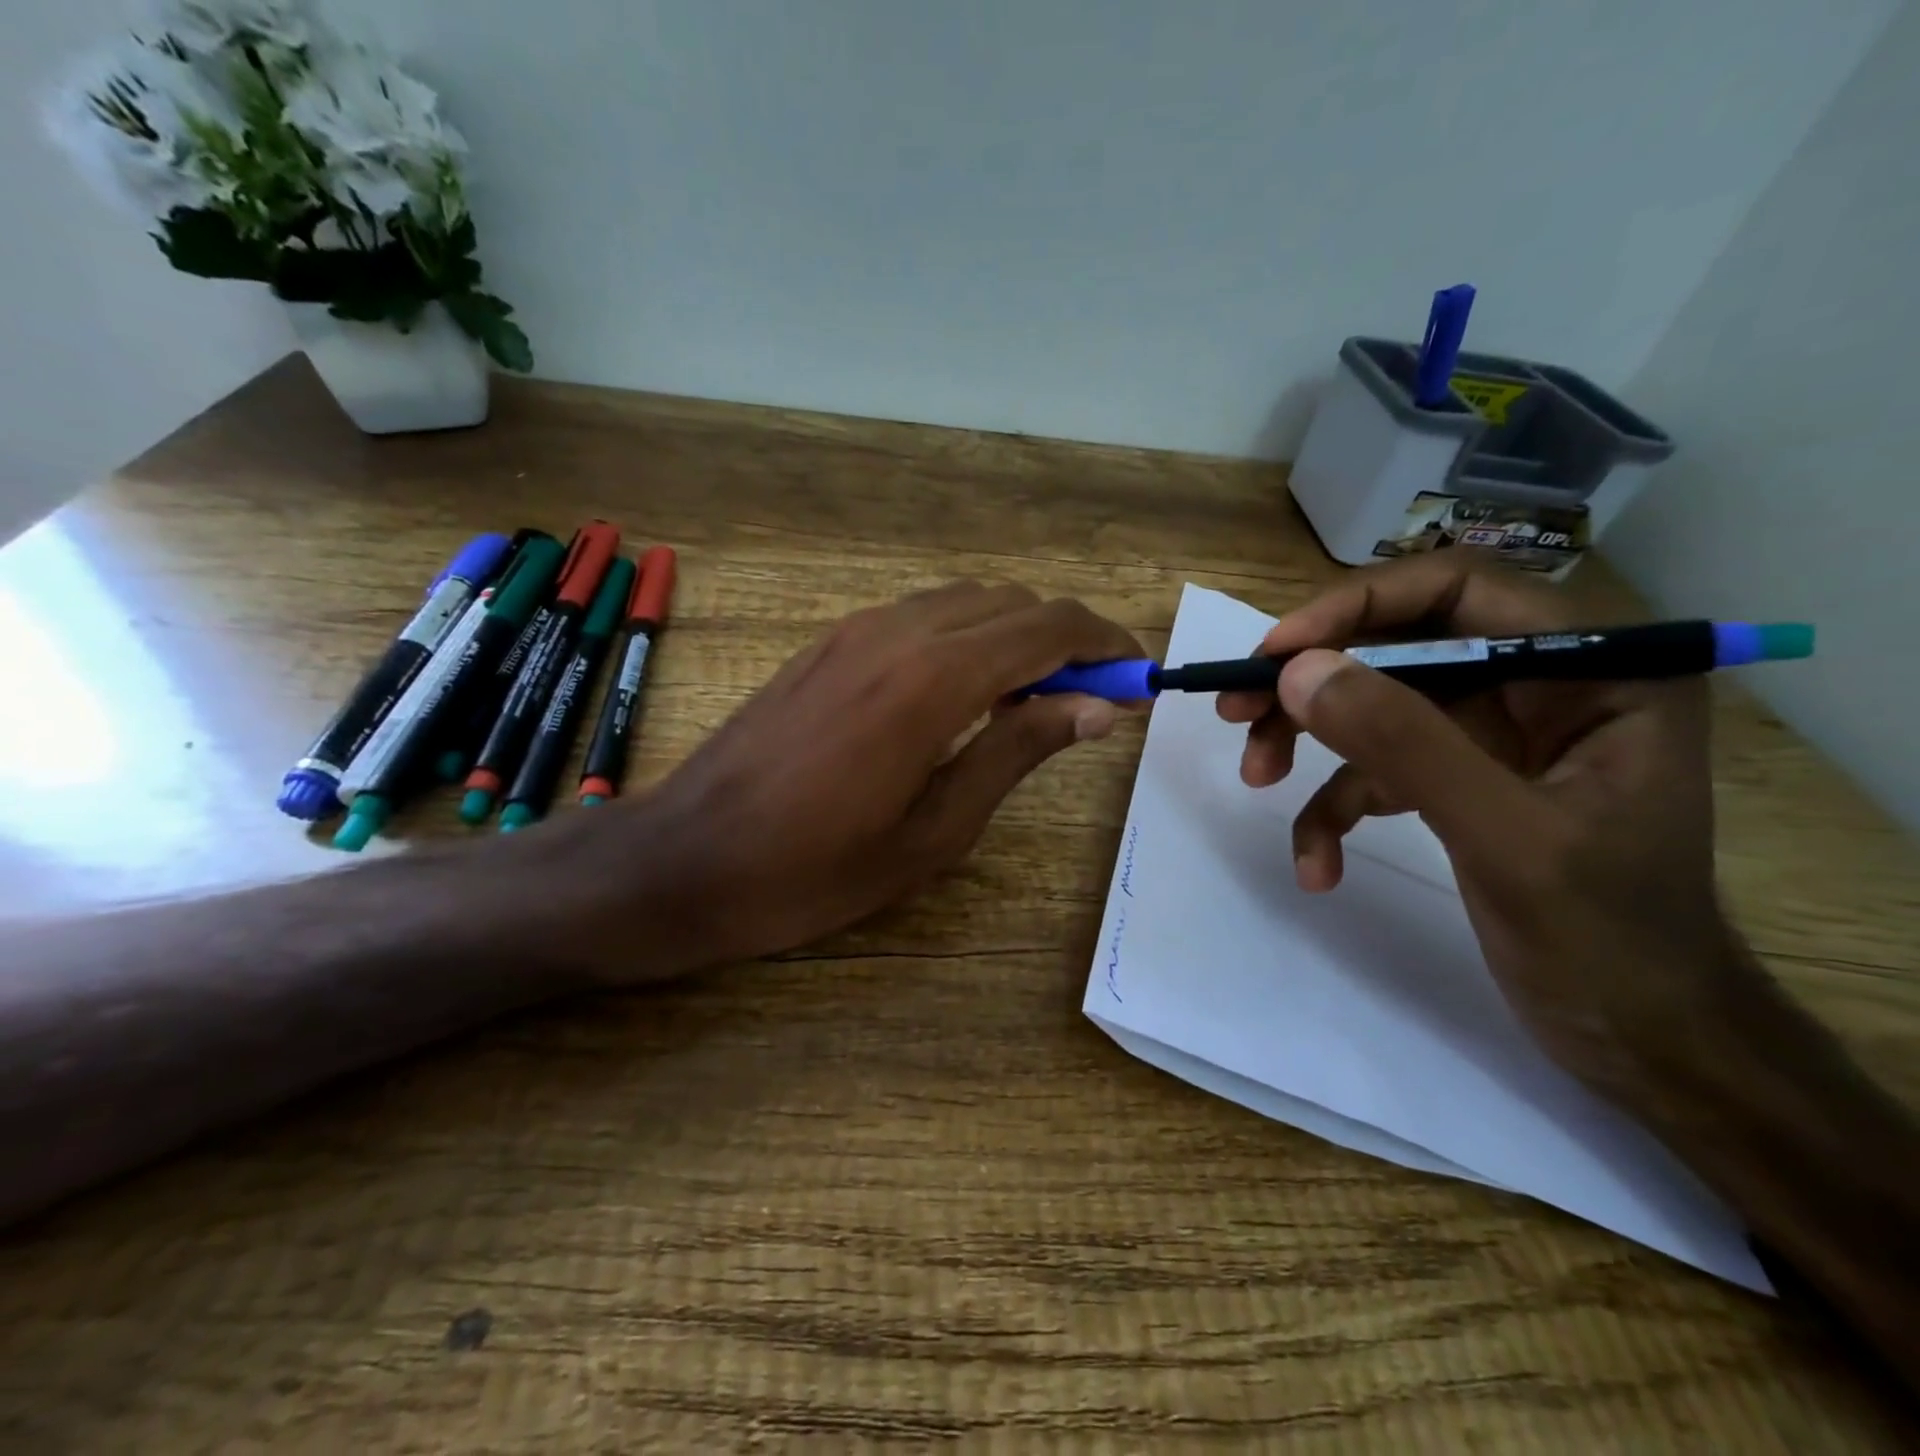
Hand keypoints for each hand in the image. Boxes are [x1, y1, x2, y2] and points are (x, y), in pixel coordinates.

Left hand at [614, 581, 1139, 972]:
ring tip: (1037, 699)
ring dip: (1016, 634)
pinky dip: (966, 637)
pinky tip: (966, 692)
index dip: (1104, 644)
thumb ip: (1017, 752)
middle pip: (1011, 603)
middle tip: (1093, 699)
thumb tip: (1094, 705)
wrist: (685, 859)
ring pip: (965, 602)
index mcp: (933, 679)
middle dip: (1066, 639)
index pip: (1048, 628)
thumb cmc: (815, 869)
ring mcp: (854, 631)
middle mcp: (898, 631)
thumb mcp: (935, 831)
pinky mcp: (827, 644)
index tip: (1138, 677)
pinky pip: (920, 616)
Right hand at [1217, 554, 1764, 1098]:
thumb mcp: (1505, 836)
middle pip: (1399, 647)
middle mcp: (1542, 686)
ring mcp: (1496, 736)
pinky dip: (1334, 811)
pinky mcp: (1460, 782)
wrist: (1643, 1041)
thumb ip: (1405, 744)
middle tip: (1235, 710)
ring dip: (1308, 742)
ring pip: (1376, 706)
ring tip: (1257, 779)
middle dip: (1314, 682)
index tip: (1275, 652)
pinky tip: (1317, 866)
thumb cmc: (1610, 940)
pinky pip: (1377, 773)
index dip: (1356, 606)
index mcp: (1594, 670)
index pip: (1457, 591)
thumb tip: (1297, 672)